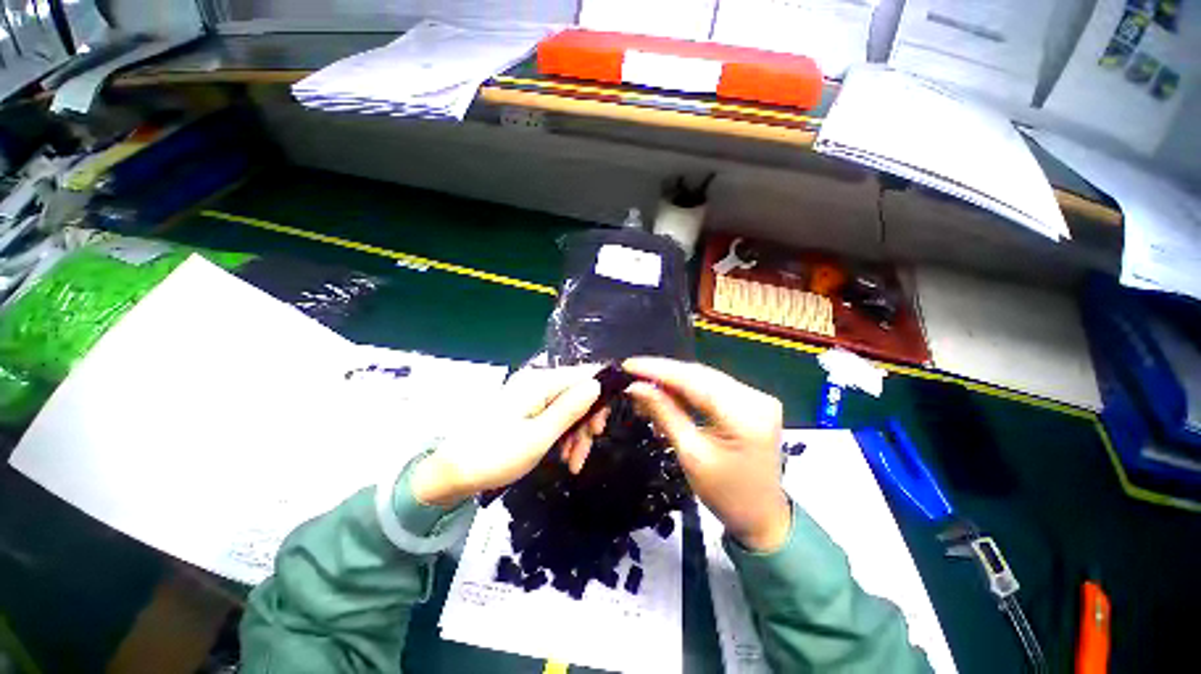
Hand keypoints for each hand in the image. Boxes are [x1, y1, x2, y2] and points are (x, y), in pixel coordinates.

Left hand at [411, 365, 605, 506]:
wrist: (451, 473)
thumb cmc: (495, 455)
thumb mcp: (539, 436)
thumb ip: (570, 409)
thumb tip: (597, 384)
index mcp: (540, 382)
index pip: (584, 375)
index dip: (602, 394)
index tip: (604, 423)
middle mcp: (537, 382)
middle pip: (578, 393)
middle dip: (587, 421)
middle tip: (588, 448)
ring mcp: (531, 396)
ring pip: (569, 407)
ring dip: (576, 434)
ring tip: (574, 463)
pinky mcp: (526, 409)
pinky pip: (554, 416)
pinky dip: (563, 435)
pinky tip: (564, 456)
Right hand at [624, 357, 790, 551]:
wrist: (763, 517)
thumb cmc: (725, 494)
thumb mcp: (690, 454)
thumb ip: (664, 413)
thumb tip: (636, 387)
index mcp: (745, 415)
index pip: (694, 380)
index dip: (658, 370)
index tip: (629, 365)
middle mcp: (755, 397)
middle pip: (700, 375)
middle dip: (664, 373)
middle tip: (632, 374)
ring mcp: (757, 397)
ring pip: (705, 378)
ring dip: (674, 381)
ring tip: (644, 385)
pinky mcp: (752, 402)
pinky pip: (713, 387)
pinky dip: (688, 389)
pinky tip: (667, 393)